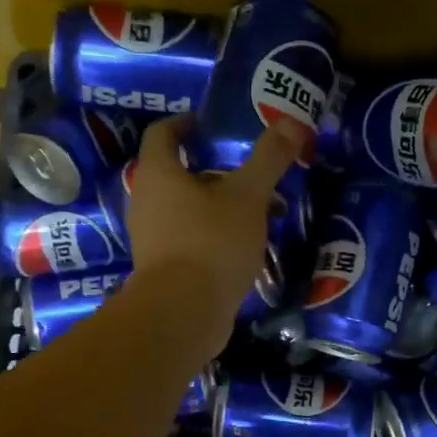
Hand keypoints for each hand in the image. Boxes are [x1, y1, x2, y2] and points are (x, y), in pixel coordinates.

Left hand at [125, 114, 307, 347]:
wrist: (184, 314)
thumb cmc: (211, 242)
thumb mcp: (248, 196)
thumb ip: (268, 159)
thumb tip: (289, 122)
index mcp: (159, 174)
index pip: (162, 133)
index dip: (185, 122)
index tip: (210, 124)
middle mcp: (147, 201)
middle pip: (178, 173)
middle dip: (216, 169)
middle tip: (250, 170)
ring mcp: (153, 237)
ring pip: (189, 208)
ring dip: (221, 204)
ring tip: (261, 209)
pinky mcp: (165, 267)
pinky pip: (192, 237)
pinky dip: (217, 232)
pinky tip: (249, 244)